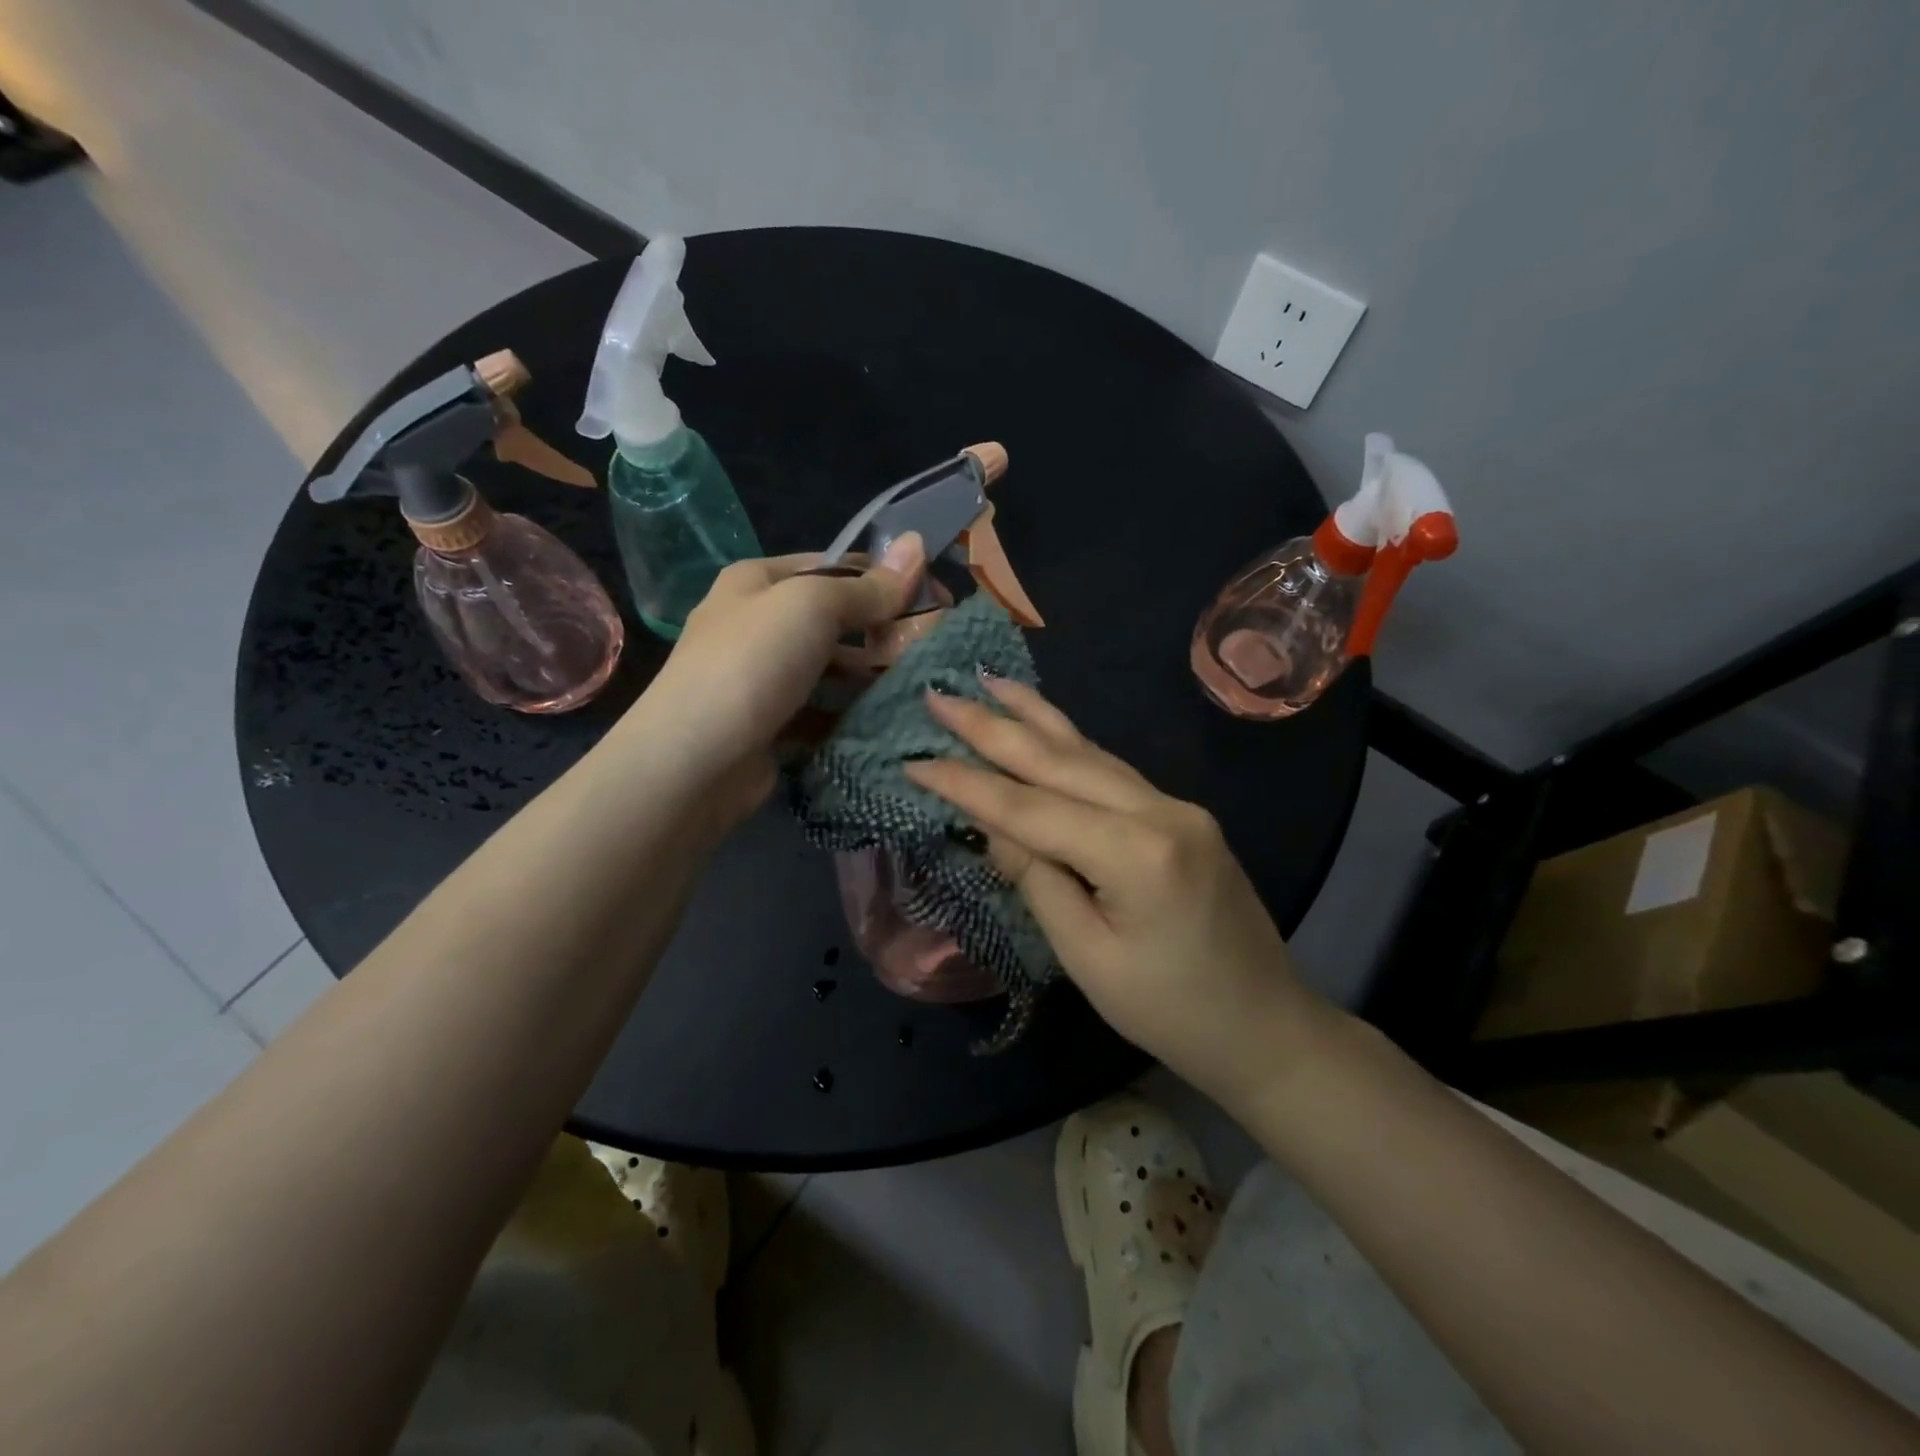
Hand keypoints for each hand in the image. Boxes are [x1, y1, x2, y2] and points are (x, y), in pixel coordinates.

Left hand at [630, 535, 926, 825]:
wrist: (692, 762)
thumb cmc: (752, 664)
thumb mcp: (812, 607)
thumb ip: (867, 586)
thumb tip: (918, 544)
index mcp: (757, 581)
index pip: (835, 567)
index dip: (886, 579)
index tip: (937, 599)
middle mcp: (757, 623)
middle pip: (835, 619)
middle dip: (884, 631)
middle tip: (934, 648)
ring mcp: (763, 678)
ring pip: (832, 668)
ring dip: (872, 675)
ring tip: (920, 685)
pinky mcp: (772, 725)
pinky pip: (823, 711)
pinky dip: (851, 714)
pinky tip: (887, 720)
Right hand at [905, 678, 1342, 1109]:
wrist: (1265, 1026)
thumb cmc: (1170, 1011)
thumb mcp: (1086, 957)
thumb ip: (1037, 880)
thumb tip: (993, 826)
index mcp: (1137, 854)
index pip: (1030, 807)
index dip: (967, 784)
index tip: (913, 760)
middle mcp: (1161, 811)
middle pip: (1060, 760)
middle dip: (993, 727)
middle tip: (940, 694)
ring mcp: (1177, 807)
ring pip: (1090, 753)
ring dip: (1035, 718)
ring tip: (990, 683)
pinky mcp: (1181, 815)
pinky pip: (1112, 771)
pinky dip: (1069, 745)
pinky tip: (1045, 726)